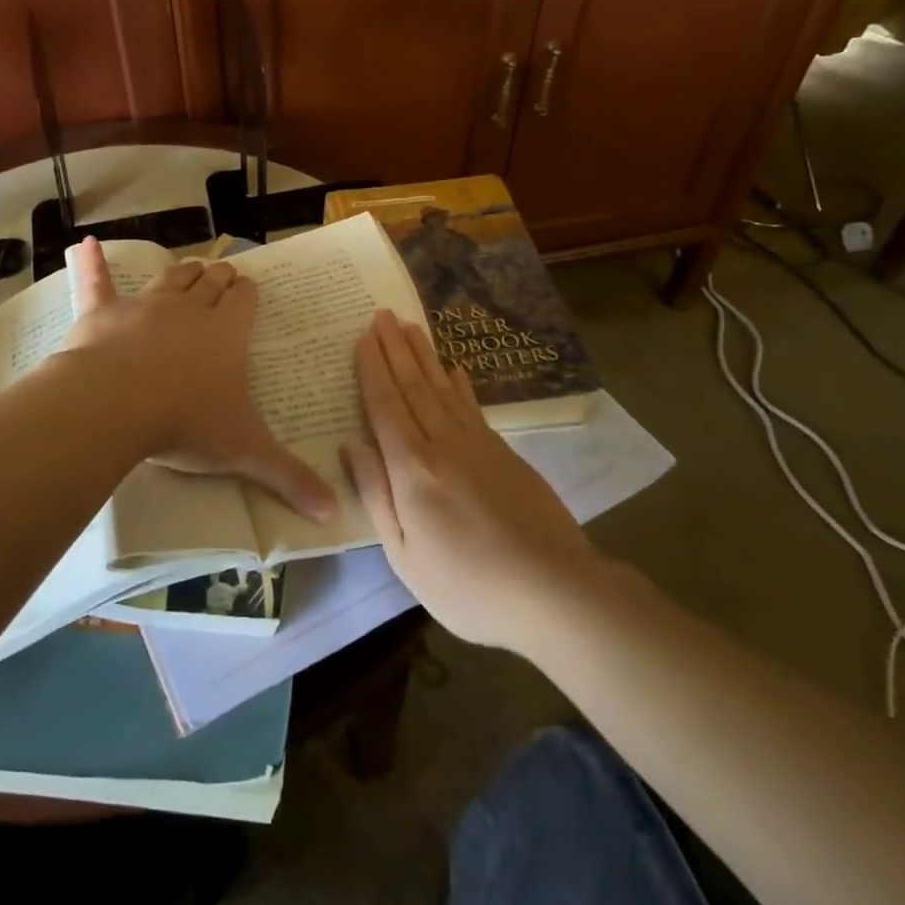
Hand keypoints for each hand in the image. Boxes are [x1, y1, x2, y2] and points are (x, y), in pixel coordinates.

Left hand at [61, 238, 334, 520]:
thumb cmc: (186, 422)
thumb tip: (335, 513)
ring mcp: (144, 306)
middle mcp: (189, 310)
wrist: (116, 405)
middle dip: (220, 278)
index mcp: (225, 334)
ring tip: (191, 266)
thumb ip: (288, 478)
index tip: (250, 288)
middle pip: (210, 284)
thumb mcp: (243, 452)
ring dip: (182, 272)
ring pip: (169, 279)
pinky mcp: (103, 313)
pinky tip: (84, 245)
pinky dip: (91, 263)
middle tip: (225, 274)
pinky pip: (97, 282)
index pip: (244, 302)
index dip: (248, 293)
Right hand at [342, 309, 598, 649]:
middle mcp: (442, 443)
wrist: (553, 590)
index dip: (372, 368)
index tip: (363, 336)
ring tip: (410, 327)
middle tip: (382, 314)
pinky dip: (460, 384)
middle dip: (395, 348)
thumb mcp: (404, 554)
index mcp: (412, 468)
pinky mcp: (505, 452)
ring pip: (443, 388)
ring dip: (424, 355)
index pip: (385, 405)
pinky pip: (472, 406)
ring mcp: (478, 444)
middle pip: (413, 385)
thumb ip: (376, 494)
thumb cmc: (467, 585)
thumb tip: (350, 444)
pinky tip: (455, 369)